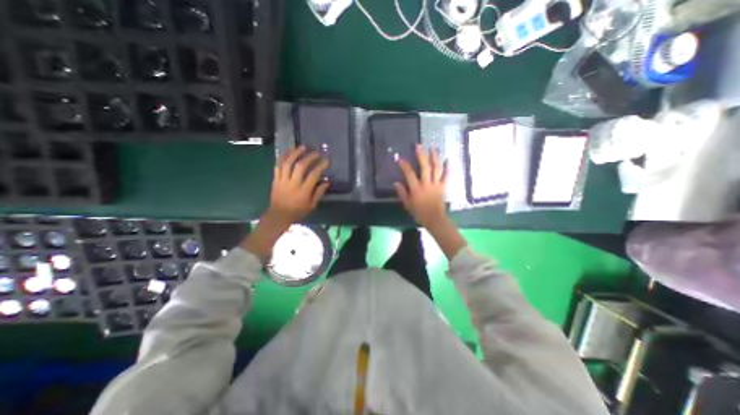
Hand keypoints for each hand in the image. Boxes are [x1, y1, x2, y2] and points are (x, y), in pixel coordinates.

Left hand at [267, 144, 328, 225]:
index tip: (326, 160)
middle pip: (300, 166)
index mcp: (303, 191)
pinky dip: (283, 157)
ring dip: (295, 153)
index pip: (313, 175)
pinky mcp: (275, 179)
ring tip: (301, 147)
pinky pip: (278, 165)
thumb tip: (326, 182)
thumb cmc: (298, 211)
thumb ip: (319, 193)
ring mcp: (282, 180)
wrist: (279, 215)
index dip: (320, 166)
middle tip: (315, 152)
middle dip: (309, 157)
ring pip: (287, 163)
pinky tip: (288, 151)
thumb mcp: (312, 205)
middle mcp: (293, 183)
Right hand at [395, 146, 447, 227]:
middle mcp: (427, 184)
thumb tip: (396, 183)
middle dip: (421, 156)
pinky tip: (448, 159)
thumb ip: (402, 193)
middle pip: (424, 167)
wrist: (434, 219)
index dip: (404, 165)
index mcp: (416, 189)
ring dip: (434, 157)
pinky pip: (446, 176)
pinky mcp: (443, 187)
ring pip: (436, 169)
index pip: (409, 174)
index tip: (400, 158)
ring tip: (433, 148)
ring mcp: (436, 185)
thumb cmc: (419, 213)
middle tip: (419, 146)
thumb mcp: (407, 204)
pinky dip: (448, 167)